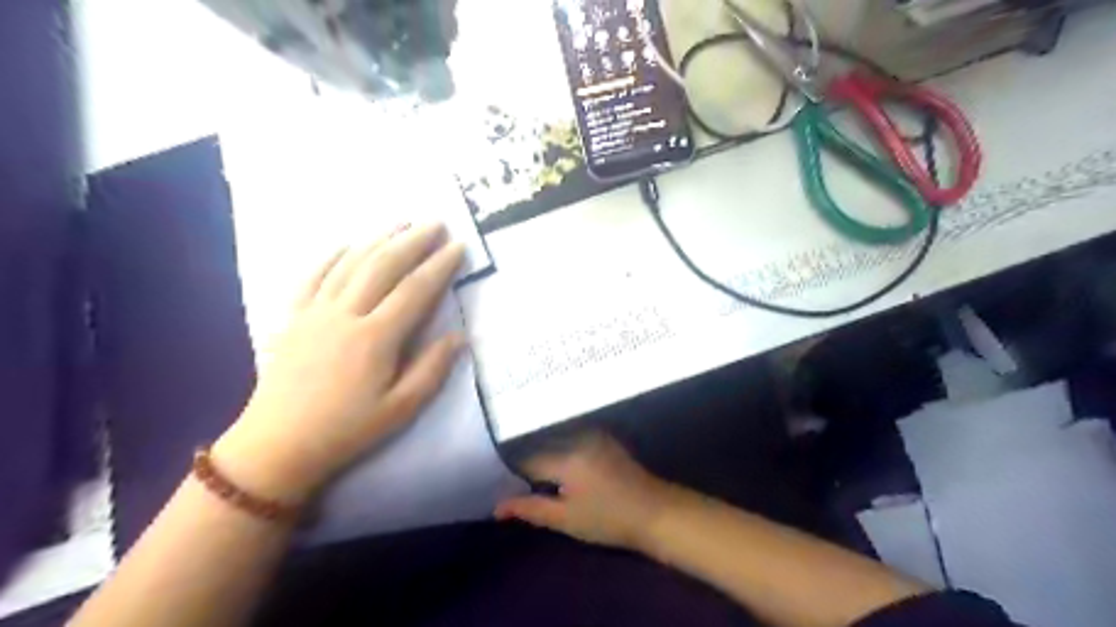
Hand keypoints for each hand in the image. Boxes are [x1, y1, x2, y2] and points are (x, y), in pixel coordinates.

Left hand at [214, 223, 467, 505]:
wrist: (277, 445)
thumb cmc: (347, 430)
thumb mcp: (401, 409)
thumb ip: (432, 369)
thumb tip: (459, 336)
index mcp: (376, 338)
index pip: (415, 290)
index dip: (440, 265)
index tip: (459, 246)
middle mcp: (345, 314)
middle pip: (383, 266)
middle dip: (413, 241)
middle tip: (436, 222)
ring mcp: (315, 313)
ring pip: (350, 264)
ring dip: (378, 240)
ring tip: (400, 223)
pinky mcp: (293, 318)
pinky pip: (312, 278)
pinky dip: (330, 257)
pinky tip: (344, 244)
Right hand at [495, 434, 669, 550]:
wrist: (654, 511)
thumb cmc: (608, 519)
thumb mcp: (565, 519)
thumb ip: (530, 509)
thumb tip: (497, 507)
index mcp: (566, 457)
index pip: (527, 461)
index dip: (516, 477)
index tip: (511, 490)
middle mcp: (577, 437)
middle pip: (542, 448)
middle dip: (532, 466)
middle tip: (526, 488)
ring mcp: (593, 435)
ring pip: (557, 444)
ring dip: (548, 459)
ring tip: (546, 482)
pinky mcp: (604, 438)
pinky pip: (573, 441)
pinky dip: (564, 454)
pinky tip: (568, 473)